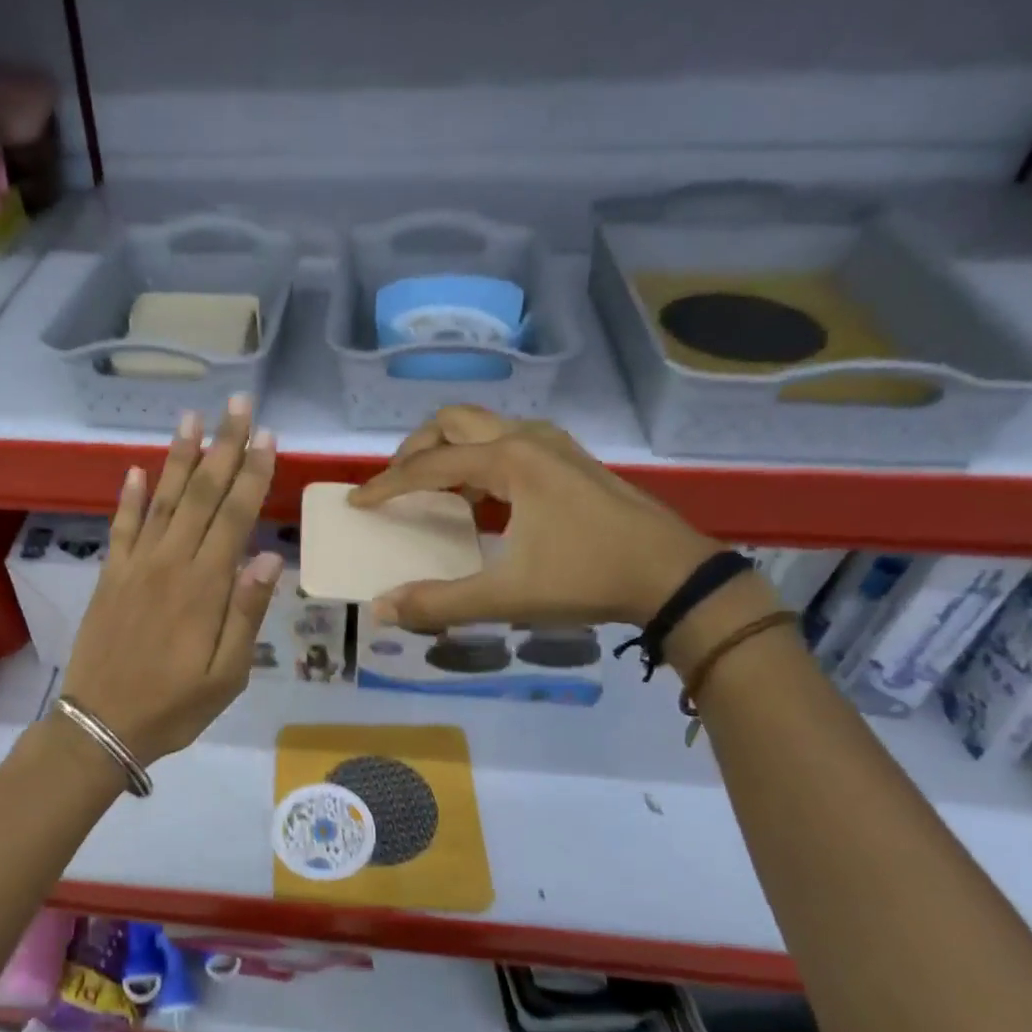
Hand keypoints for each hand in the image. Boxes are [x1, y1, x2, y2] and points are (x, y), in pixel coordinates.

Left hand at [59, 397, 283, 766]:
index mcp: (204, 587)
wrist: (101, 726)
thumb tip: (268, 558)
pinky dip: (130, 497)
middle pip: (200, 495)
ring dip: (177, 458)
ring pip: (162, 501)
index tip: (266, 436)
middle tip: (236, 405)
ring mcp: (135, 566)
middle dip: (222, 447)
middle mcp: (169, 564)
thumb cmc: (174, 706)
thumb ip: (246, 614)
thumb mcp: (226, 676)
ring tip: (191, 419)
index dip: (251, 474)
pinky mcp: (110, 576)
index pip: (234, 516)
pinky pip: (121, 527)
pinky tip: (137, 469)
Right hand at [349, 406, 718, 629]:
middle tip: (395, 484)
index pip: (429, 465)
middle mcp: (528, 439)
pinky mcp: (570, 459)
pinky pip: (507, 441)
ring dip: (448, 450)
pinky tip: (481, 498)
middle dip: (415, 449)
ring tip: (432, 489)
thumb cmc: (588, 578)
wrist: (674, 576)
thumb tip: (382, 609)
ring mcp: (554, 445)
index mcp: (510, 460)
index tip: (358, 503)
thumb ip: (440, 603)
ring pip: (483, 427)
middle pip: (453, 422)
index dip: (387, 485)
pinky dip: (478, 458)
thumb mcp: (507, 596)